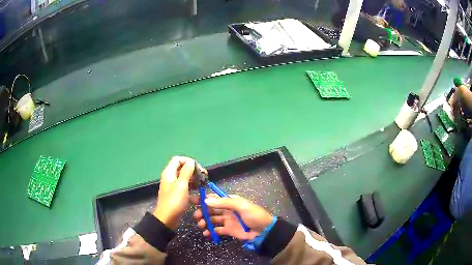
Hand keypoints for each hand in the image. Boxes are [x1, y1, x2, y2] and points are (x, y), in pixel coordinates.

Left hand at [153, 156, 206, 229]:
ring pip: (185, 177)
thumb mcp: (182, 185)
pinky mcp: (176, 194)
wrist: (167, 218)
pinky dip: (192, 186)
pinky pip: (185, 186)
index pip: (178, 159)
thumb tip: (191, 162)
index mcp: (169, 172)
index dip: (189, 161)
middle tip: (204, 176)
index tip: (199, 168)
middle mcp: (170, 177)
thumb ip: (187, 172)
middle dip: (193, 170)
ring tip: (203, 183)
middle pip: (182, 168)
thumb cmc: (174, 201)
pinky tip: (199, 191)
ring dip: (194, 178)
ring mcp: (173, 186)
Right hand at [192, 194, 272, 240]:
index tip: (193, 200)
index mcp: (231, 201)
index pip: (215, 198)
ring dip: (204, 222)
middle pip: (211, 209)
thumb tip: (206, 201)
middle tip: (196, 216)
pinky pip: (216, 230)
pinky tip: (206, 233)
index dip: (204, 199)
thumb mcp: (241, 205)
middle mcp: (227, 210)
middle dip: (202, 212)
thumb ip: (224, 202)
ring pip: (212, 220)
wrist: (265, 231)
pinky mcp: (228, 230)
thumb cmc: (254, 215)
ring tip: (201, 225)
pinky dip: (210, 231)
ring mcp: (227, 221)